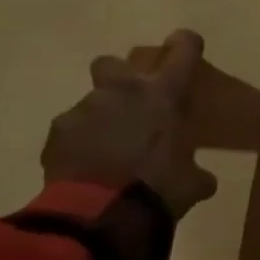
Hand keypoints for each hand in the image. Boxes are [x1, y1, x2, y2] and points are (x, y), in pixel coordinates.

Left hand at [42, 29, 219, 217]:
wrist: (100, 215)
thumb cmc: (159, 188)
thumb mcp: (191, 182)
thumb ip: (196, 171)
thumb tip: (203, 179)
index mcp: (164, 94)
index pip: (183, 49)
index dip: (185, 45)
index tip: (186, 48)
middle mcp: (123, 90)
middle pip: (113, 63)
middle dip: (119, 78)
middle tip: (130, 105)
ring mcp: (85, 109)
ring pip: (91, 104)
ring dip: (100, 121)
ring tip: (107, 153)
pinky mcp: (57, 134)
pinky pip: (70, 132)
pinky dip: (78, 146)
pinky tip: (86, 169)